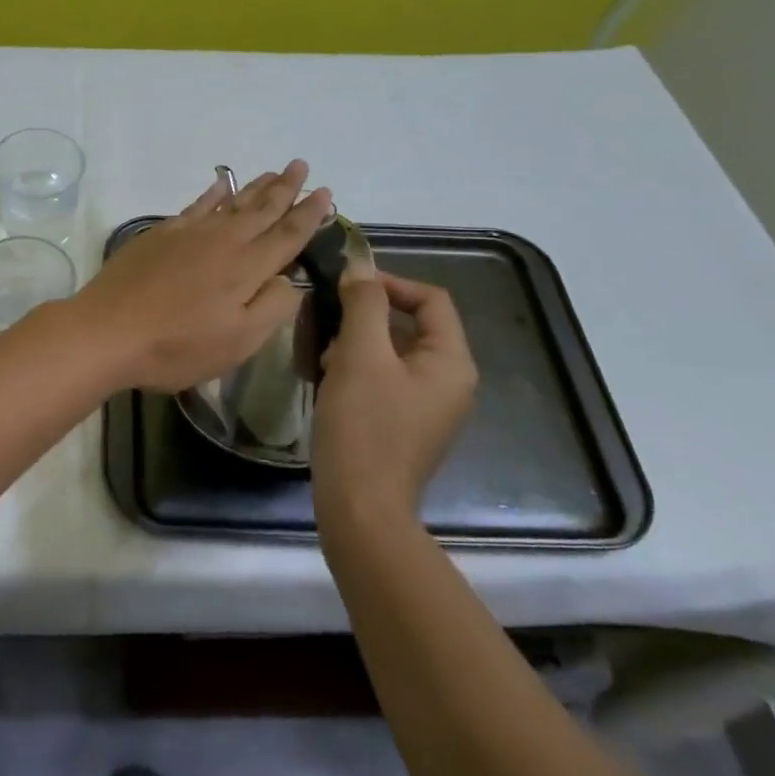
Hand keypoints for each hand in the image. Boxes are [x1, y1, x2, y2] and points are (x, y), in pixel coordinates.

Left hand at [68, 160, 333, 392]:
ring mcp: (189, 234)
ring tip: (273, 172)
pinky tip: (220, 183)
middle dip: (285, 188)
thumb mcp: (238, 342)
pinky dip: (212, 192)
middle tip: (301, 165)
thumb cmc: (176, 347)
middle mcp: (223, 241)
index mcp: (247, 268)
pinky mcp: (160, 235)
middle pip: (261, 209)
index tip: (326, 193)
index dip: (309, 214)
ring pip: (231, 202)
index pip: (287, 235)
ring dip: (255, 187)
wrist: (107, 331)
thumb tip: (291, 279)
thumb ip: (272, 307)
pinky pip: (196, 205)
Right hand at [310, 271, 478, 532]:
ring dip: (357, 344)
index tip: (346, 286)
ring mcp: (429, 407)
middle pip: (411, 326)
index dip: (390, 283)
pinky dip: (358, 371)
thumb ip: (363, 305)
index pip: (431, 299)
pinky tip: (328, 382)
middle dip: (366, 318)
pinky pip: (385, 380)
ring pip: (393, 353)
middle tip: (328, 325)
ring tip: (323, 357)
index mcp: (451, 362)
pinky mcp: (406, 426)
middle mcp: (450, 382)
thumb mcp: (360, 355)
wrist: (360, 508)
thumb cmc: (363, 426)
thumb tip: (360, 267)